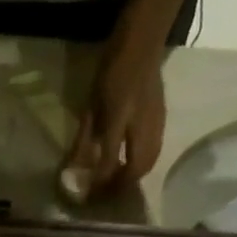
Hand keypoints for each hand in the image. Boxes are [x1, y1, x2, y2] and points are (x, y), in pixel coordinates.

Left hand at [68, 32, 166, 194]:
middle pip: (136, 168)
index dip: (99, 183)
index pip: (110, 161)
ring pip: (149, 162)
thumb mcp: (91, 104)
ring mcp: (156, 122)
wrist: (142, 41)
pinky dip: (142, 164)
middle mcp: (141, 124)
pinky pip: (155, 151)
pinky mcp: (162, 120)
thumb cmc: (111, 69)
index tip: (88, 196)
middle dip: (121, 186)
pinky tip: (130, 165)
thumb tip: (74, 168)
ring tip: (117, 183)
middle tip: (105, 194)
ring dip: (133, 177)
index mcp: (119, 118)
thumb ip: (84, 138)